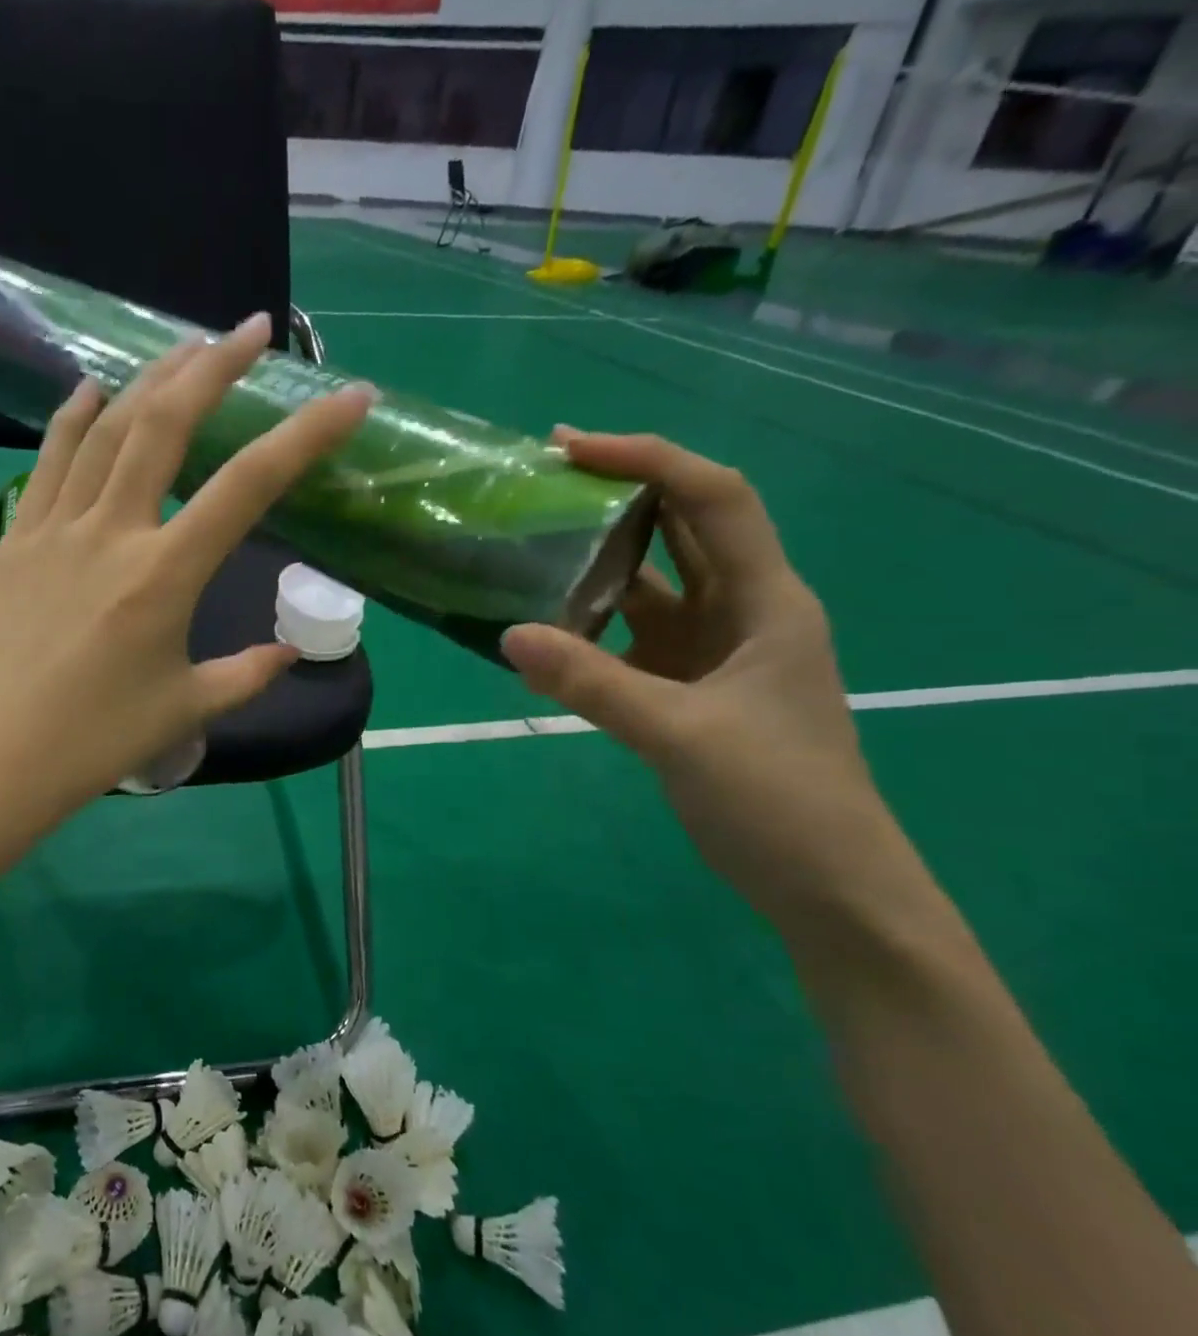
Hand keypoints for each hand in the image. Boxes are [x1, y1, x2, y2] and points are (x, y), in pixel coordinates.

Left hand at [0, 312, 374, 829]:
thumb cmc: (94, 742)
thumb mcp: (186, 709)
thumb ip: (247, 674)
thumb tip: (289, 653)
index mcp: (163, 575)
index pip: (248, 487)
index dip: (306, 436)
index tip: (350, 398)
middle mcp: (111, 532)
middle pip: (166, 424)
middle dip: (215, 366)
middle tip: (253, 329)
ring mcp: (54, 528)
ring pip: (105, 428)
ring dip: (150, 378)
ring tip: (186, 346)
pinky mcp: (14, 539)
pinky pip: (47, 461)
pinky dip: (74, 417)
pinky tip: (93, 389)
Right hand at [501, 432, 907, 931]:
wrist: (826, 886)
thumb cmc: (778, 801)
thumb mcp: (680, 735)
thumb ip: (592, 683)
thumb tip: (509, 634)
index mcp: (766, 601)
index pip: (714, 499)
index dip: (649, 460)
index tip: (574, 448)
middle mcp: (742, 611)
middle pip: (683, 528)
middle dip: (621, 492)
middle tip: (545, 476)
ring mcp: (714, 652)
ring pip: (652, 585)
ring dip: (600, 561)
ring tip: (533, 541)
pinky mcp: (690, 688)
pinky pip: (632, 638)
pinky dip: (590, 627)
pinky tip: (544, 630)